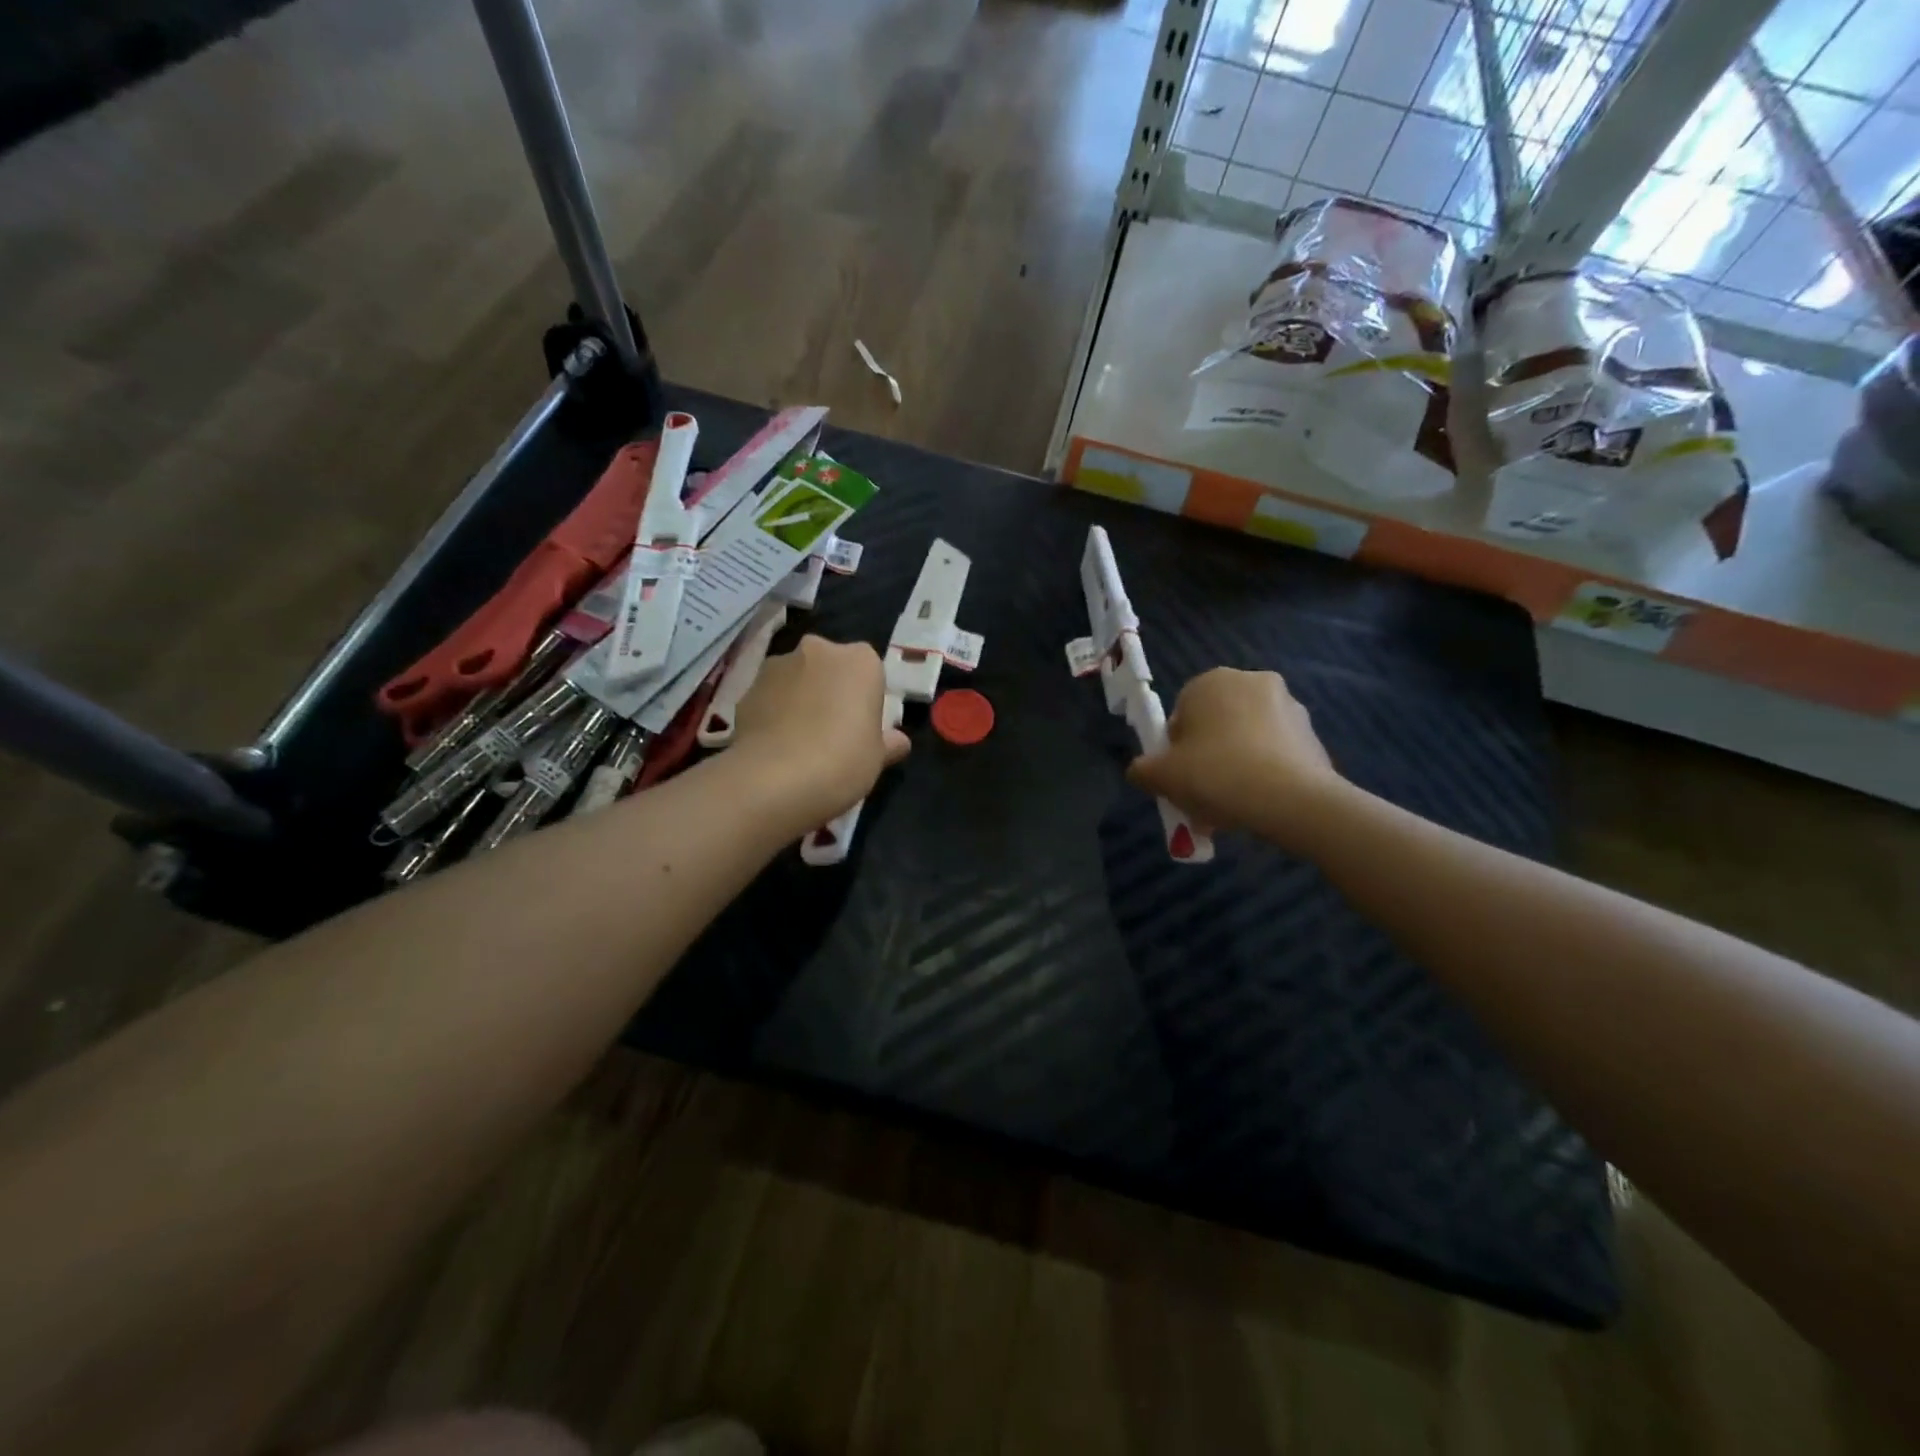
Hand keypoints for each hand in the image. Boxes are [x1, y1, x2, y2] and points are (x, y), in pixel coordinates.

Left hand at [730, 635, 909, 829]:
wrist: (775, 779)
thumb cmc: (843, 760)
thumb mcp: (877, 757)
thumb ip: (888, 743)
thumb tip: (898, 742)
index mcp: (860, 660)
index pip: (869, 670)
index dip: (865, 697)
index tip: (862, 725)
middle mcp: (818, 651)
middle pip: (829, 666)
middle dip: (830, 689)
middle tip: (832, 729)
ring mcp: (777, 666)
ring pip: (796, 678)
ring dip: (799, 698)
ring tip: (799, 741)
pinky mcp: (746, 689)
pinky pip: (769, 698)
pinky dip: (773, 713)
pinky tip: (775, 747)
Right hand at [1127, 667, 1345, 843]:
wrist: (1292, 800)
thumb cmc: (1216, 774)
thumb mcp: (1161, 776)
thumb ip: (1142, 770)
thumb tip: (1141, 771)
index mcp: (1211, 681)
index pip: (1181, 713)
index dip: (1175, 749)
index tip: (1178, 777)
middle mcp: (1252, 682)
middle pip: (1216, 725)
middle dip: (1208, 758)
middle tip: (1202, 795)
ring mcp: (1289, 707)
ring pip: (1247, 740)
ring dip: (1236, 767)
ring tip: (1230, 808)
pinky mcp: (1313, 735)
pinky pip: (1275, 755)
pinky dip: (1264, 774)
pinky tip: (1258, 805)